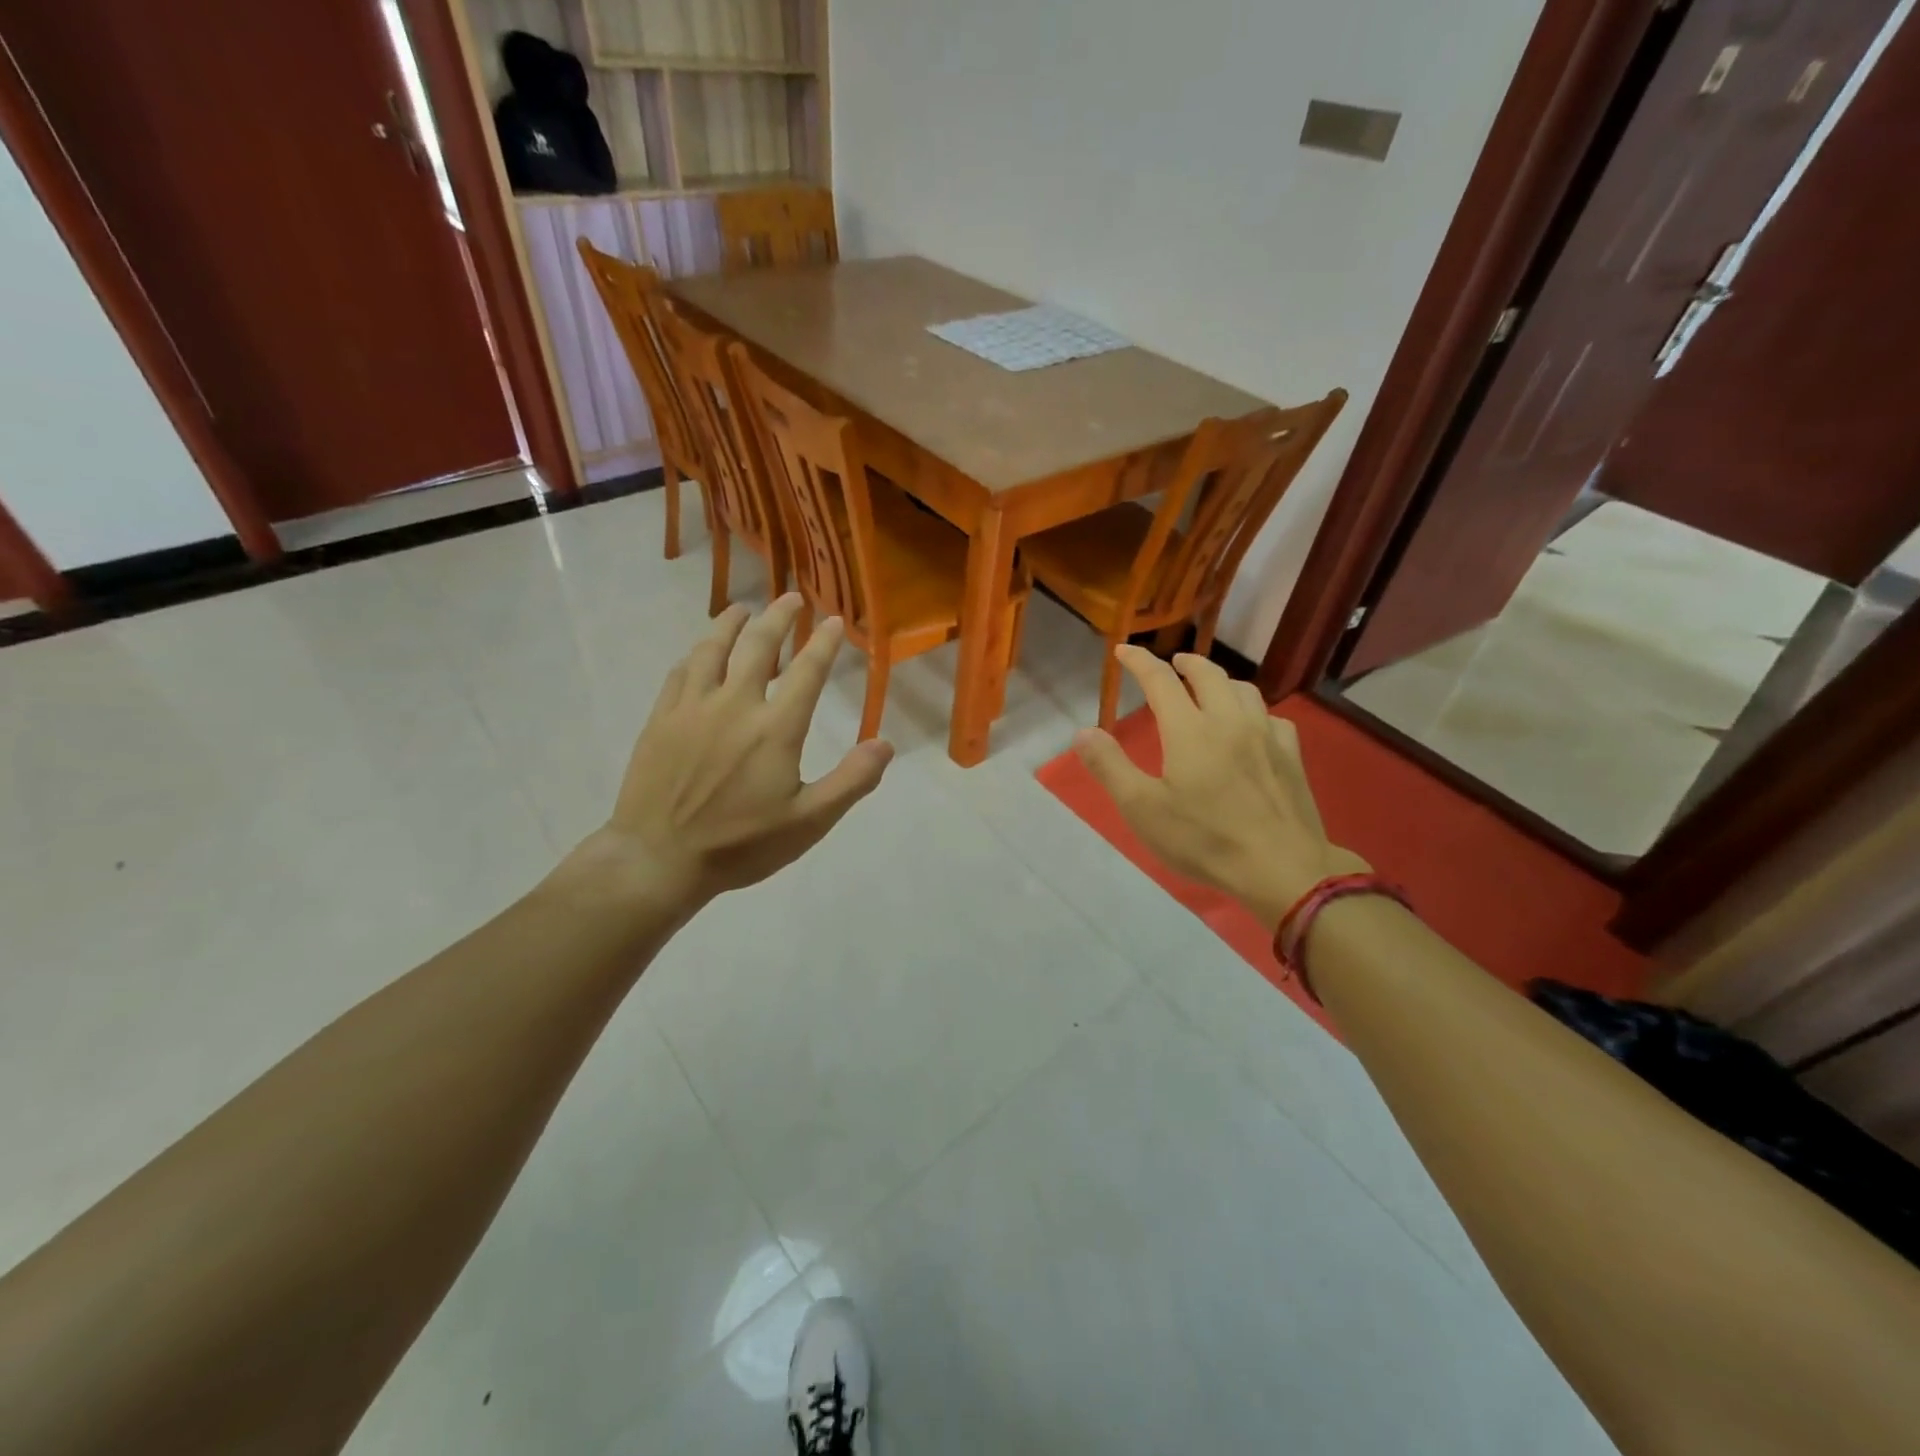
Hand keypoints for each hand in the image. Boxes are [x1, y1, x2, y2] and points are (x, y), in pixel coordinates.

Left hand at [585, 594, 892, 906]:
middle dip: (779, 617)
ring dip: (731, 624)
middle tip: (791, 597)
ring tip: (743, 609)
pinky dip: (696, 653)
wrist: (659, 859)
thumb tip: (885, 744)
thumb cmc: (740, 845)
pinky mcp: (661, 718)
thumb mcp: (809, 822)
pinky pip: (680, 672)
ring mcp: (692, 708)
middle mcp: (735, 705)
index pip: (807, 672)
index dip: (823, 642)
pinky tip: (700, 652)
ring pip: (713, 649)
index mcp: (775, 728)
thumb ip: (851, 781)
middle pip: (759, 646)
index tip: (833, 620)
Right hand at [1073, 647, 1366, 929]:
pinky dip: (1254, 711)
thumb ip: (1110, 766)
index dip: (1139, 661)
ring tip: (1210, 687)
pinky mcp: (1292, 757)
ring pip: (1244, 690)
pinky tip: (1253, 726)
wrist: (1282, 868)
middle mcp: (1229, 721)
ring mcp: (1266, 736)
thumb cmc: (1204, 840)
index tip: (1123, 650)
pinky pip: (1273, 718)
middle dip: (1186, 663)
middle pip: (1208, 675)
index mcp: (1189, 730)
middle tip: (1172, 662)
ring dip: (1221, 680)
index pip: (1160, 680)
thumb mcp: (1142, 808)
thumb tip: (1083, 732)